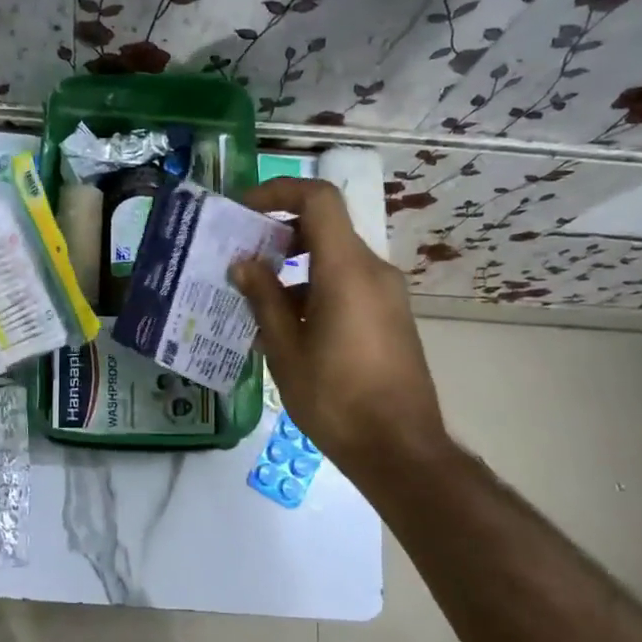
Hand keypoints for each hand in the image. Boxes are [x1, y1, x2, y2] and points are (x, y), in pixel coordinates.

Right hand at [229, 178, 448, 481]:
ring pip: (335, 259)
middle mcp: (372, 271)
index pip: (318, 199)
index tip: (244, 212)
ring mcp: (387, 294)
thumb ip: (264, 299)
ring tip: (256, 299)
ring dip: (295, 266)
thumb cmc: (336, 400)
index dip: (279, 192)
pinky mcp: (390, 316)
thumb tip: (243, 263)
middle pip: (325, 227)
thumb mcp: (286, 351)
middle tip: (241, 257)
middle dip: (279, 234)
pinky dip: (315, 288)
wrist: (400, 449)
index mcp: (346, 271)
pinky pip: (348, 284)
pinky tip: (288, 327)